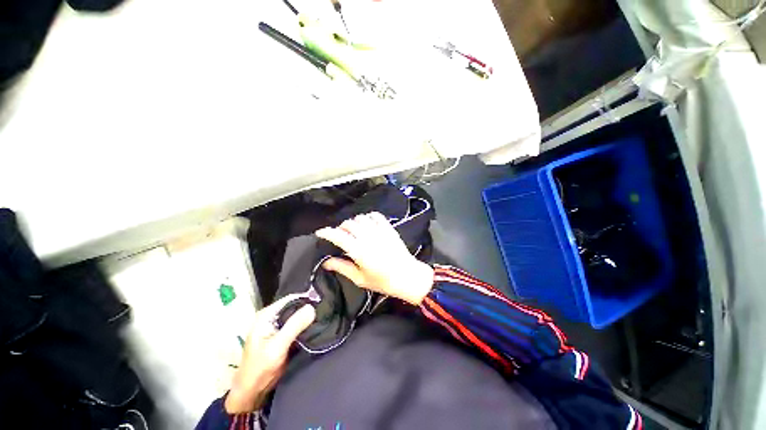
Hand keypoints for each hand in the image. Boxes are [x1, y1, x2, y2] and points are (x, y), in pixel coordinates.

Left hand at [225, 296, 315, 413]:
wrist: (253, 392)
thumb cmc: (260, 367)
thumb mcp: (278, 345)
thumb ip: (294, 325)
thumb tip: (312, 307)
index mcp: (266, 315)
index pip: (290, 299)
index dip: (306, 298)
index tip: (323, 300)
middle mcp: (272, 317)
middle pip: (295, 306)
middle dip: (309, 308)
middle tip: (326, 309)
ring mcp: (277, 327)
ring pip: (297, 316)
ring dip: (309, 317)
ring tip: (325, 316)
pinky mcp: (283, 336)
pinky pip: (297, 326)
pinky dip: (306, 326)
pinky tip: (317, 326)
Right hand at [315, 212, 433, 304]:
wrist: (408, 276)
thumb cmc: (383, 281)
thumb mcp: (360, 279)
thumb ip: (342, 268)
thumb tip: (326, 262)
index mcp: (359, 251)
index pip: (338, 236)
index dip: (327, 232)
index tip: (320, 232)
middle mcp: (368, 237)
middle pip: (348, 224)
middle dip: (340, 228)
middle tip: (340, 236)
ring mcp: (380, 231)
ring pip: (361, 218)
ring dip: (354, 222)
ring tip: (354, 231)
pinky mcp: (389, 228)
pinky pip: (376, 215)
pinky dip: (368, 217)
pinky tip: (368, 224)